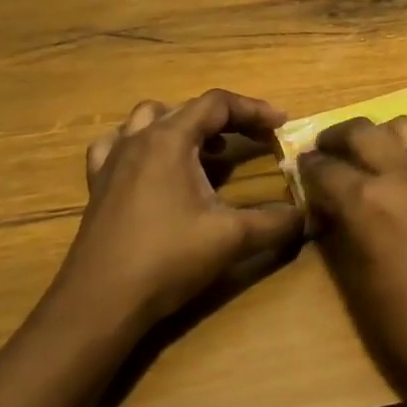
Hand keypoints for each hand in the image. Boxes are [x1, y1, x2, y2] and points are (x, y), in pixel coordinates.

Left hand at [54, 91, 305, 330]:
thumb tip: (310, 216)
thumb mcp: (231, 238)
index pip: (217, 104)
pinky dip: (141, 144)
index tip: (281, 125)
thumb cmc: (167, 260)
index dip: (253, 109)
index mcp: (169, 140)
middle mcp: (138, 140)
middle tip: (253, 139)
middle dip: (225, 119)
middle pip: (186, 108)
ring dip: (182, 125)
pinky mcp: (97, 185)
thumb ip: (276, 223)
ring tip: (206, 149)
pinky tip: (153, 167)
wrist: (100, 302)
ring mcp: (112, 160)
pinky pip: (117, 145)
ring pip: (148, 119)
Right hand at [297, 116, 406, 401]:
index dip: (305, 169)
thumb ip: (340, 233)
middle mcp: (404, 174)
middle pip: (360, 130)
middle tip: (324, 154)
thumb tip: (327, 209)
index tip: (299, 172)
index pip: (324, 167)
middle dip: (334, 138)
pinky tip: (406, 182)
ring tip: (368, 157)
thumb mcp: (359, 283)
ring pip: (402, 125)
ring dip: (377, 135)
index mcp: (369, 201)